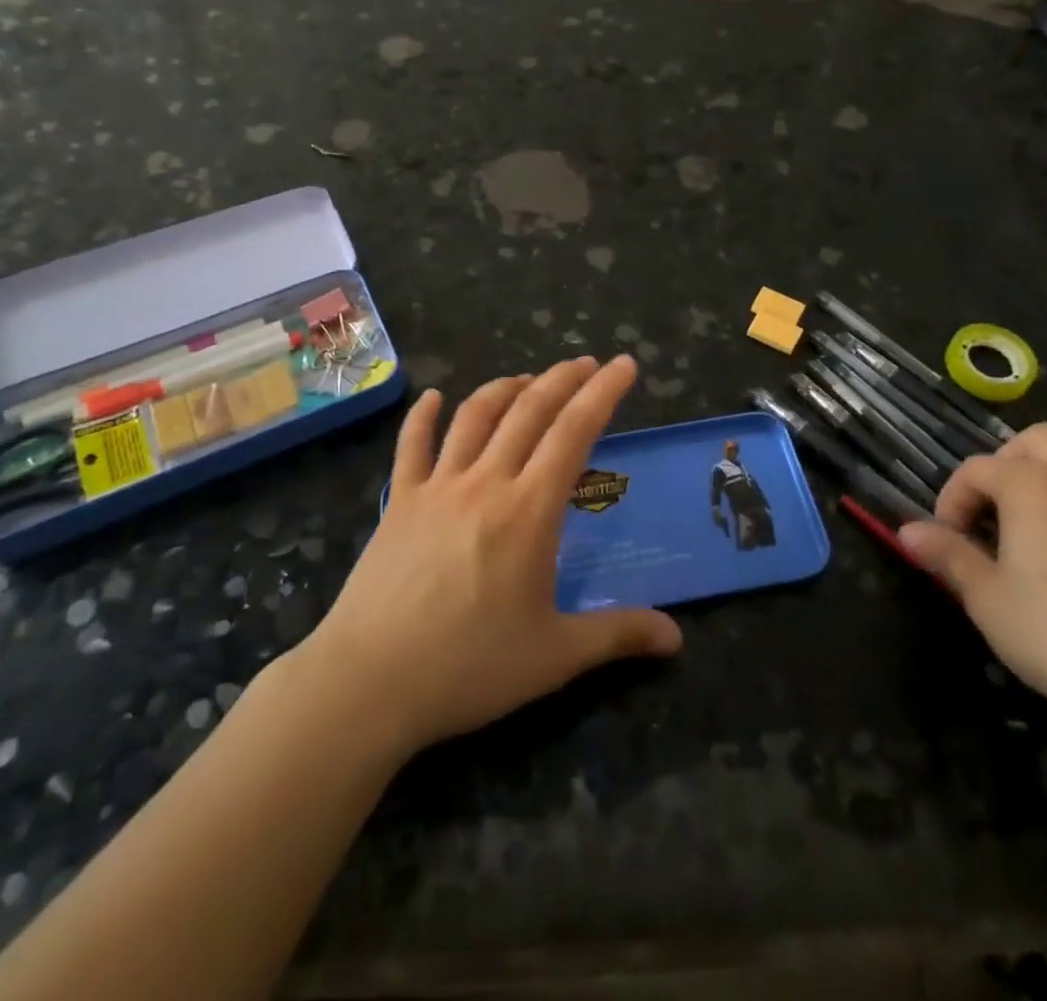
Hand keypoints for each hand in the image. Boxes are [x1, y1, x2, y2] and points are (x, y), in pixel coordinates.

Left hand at [300, 355, 682, 758]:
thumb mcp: (555, 656)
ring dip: (506, 388)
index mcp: (529, 511)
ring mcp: (438, 487)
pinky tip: (434, 397)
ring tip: (528, 379)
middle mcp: (486, 483)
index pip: (574, 432)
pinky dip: (424, 415)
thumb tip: (676, 638)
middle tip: (586, 363)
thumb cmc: (469, 668)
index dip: (603, 392)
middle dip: (562, 379)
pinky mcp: (400, 501)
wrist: (370, 682)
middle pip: (529, 411)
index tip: (624, 364)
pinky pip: (412, 445)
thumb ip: (618, 635)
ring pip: (476, 417)